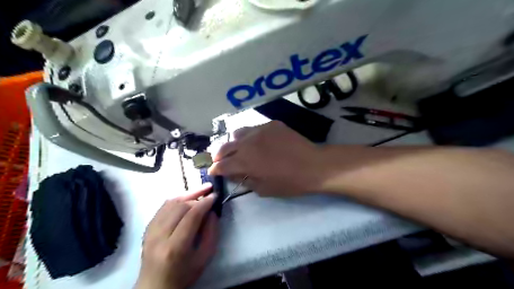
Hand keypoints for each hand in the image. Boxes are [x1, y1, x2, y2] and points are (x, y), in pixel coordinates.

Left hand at [134, 185, 218, 288]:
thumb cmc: (184, 274)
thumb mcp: (204, 257)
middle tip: (209, 190)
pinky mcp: (147, 227)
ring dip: (187, 194)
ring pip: (170, 203)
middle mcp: (159, 236)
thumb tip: (212, 211)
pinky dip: (176, 199)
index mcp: (175, 247)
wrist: (155, 285)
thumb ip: (211, 233)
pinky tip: (186, 197)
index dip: (205, 203)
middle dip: (197, 195)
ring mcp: (150, 231)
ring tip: (200, 190)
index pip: (191, 216)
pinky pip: (163, 206)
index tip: (215, 195)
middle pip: (180, 207)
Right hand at [207, 120, 322, 196]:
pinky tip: (258, 142)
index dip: (215, 170)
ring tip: (238, 149)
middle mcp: (247, 143)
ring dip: (233, 143)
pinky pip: (254, 128)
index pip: (221, 165)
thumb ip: (244, 180)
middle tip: (220, 161)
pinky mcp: (271, 124)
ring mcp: (259, 130)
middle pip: (224, 147)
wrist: (313, 165)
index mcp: (244, 161)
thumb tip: (233, 174)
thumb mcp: (263, 189)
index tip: (214, 172)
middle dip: (219, 156)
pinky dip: (250, 136)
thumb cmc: (289, 182)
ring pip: (237, 133)